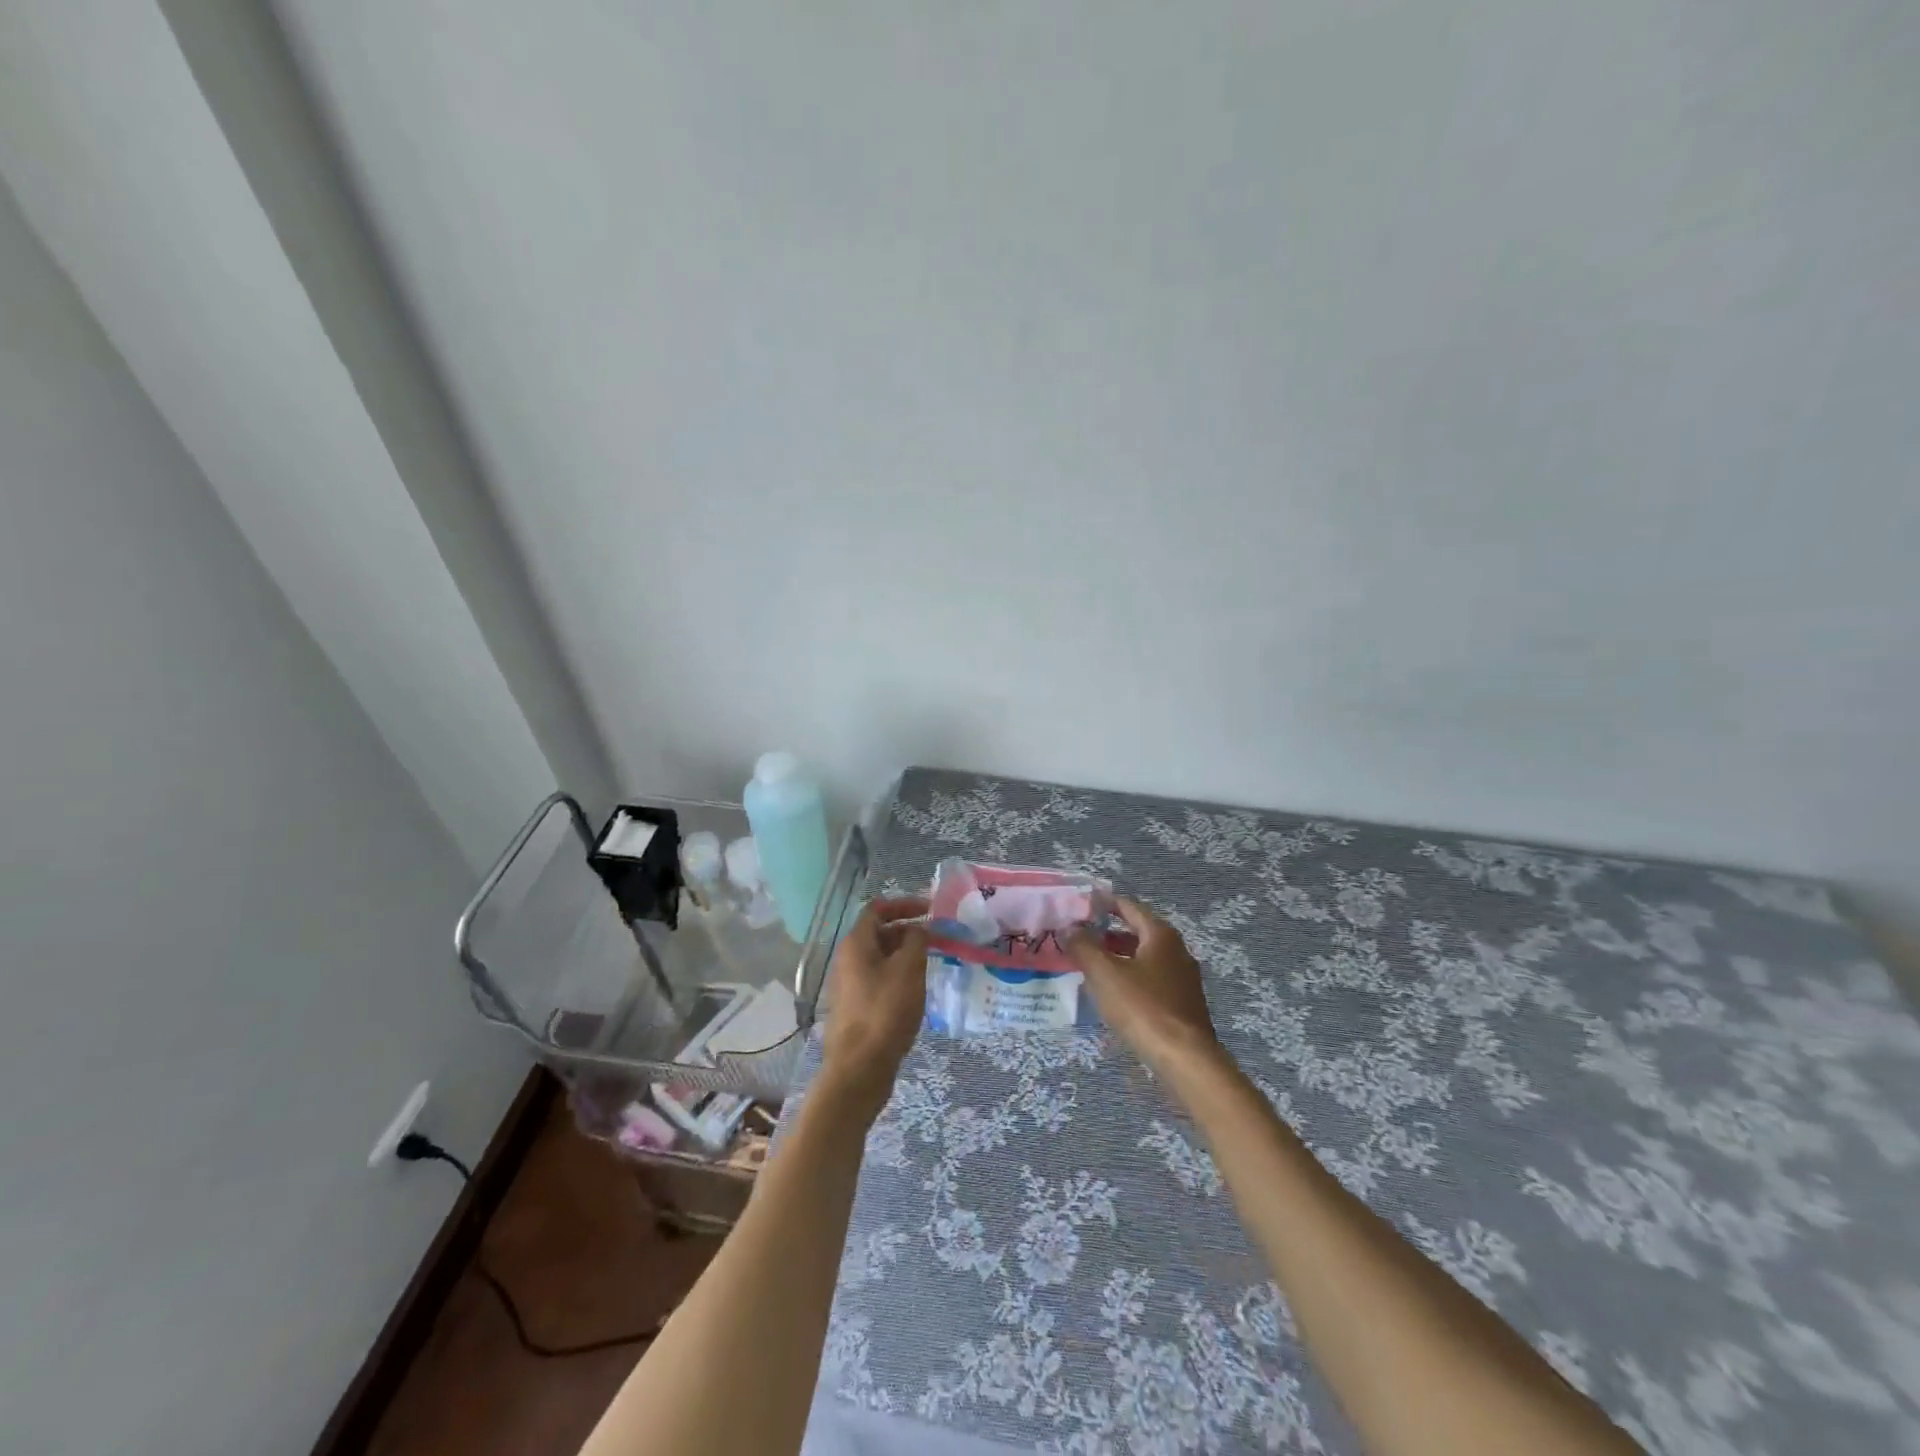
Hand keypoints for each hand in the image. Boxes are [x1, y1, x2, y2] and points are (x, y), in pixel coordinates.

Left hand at [818, 897, 929, 1113]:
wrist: (859, 1068)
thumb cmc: (885, 1011)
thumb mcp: (908, 969)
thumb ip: (916, 940)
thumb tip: (919, 929)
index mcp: (856, 943)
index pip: (877, 909)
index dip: (904, 904)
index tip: (931, 910)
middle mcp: (848, 959)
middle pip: (879, 933)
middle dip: (908, 931)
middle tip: (937, 939)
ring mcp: (850, 985)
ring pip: (881, 958)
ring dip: (905, 955)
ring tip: (932, 963)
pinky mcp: (857, 1007)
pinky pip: (880, 979)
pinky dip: (899, 976)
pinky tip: (917, 990)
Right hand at [1068, 897, 1225, 1077]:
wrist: (1185, 1060)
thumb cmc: (1143, 1008)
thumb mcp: (1105, 974)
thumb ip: (1083, 946)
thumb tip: (1069, 928)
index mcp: (1160, 935)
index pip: (1128, 906)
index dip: (1102, 904)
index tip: (1078, 906)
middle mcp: (1176, 950)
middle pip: (1136, 932)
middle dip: (1106, 933)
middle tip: (1077, 938)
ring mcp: (1182, 978)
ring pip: (1143, 958)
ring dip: (1116, 958)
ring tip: (1088, 966)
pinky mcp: (1182, 1004)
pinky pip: (1150, 980)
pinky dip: (1129, 978)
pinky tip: (1112, 994)